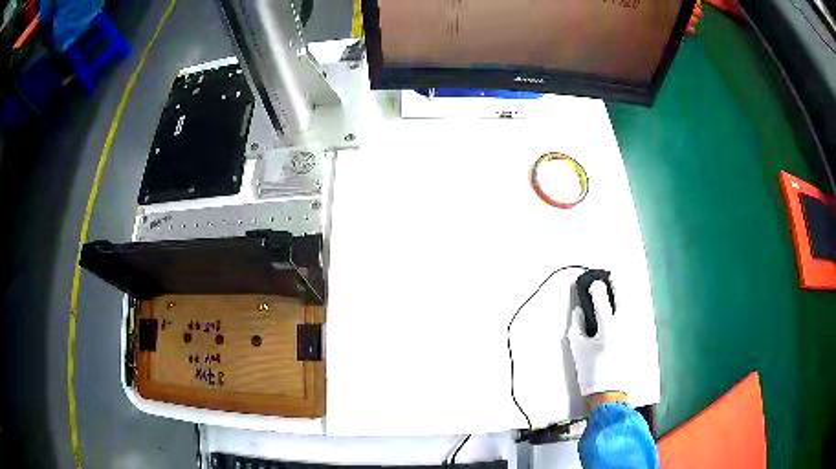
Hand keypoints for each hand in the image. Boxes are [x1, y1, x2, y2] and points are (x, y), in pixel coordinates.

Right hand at [567, 279, 629, 398]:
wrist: (608, 391)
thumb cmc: (591, 371)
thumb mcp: (578, 348)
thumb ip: (577, 326)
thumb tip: (579, 311)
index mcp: (607, 329)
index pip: (602, 302)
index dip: (597, 290)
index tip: (593, 283)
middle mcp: (623, 327)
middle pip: (623, 299)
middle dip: (618, 284)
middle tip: (612, 275)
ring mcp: (632, 332)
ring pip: (631, 306)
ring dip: (625, 295)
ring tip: (619, 287)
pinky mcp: (636, 338)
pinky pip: (633, 317)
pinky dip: (629, 308)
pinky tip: (625, 307)